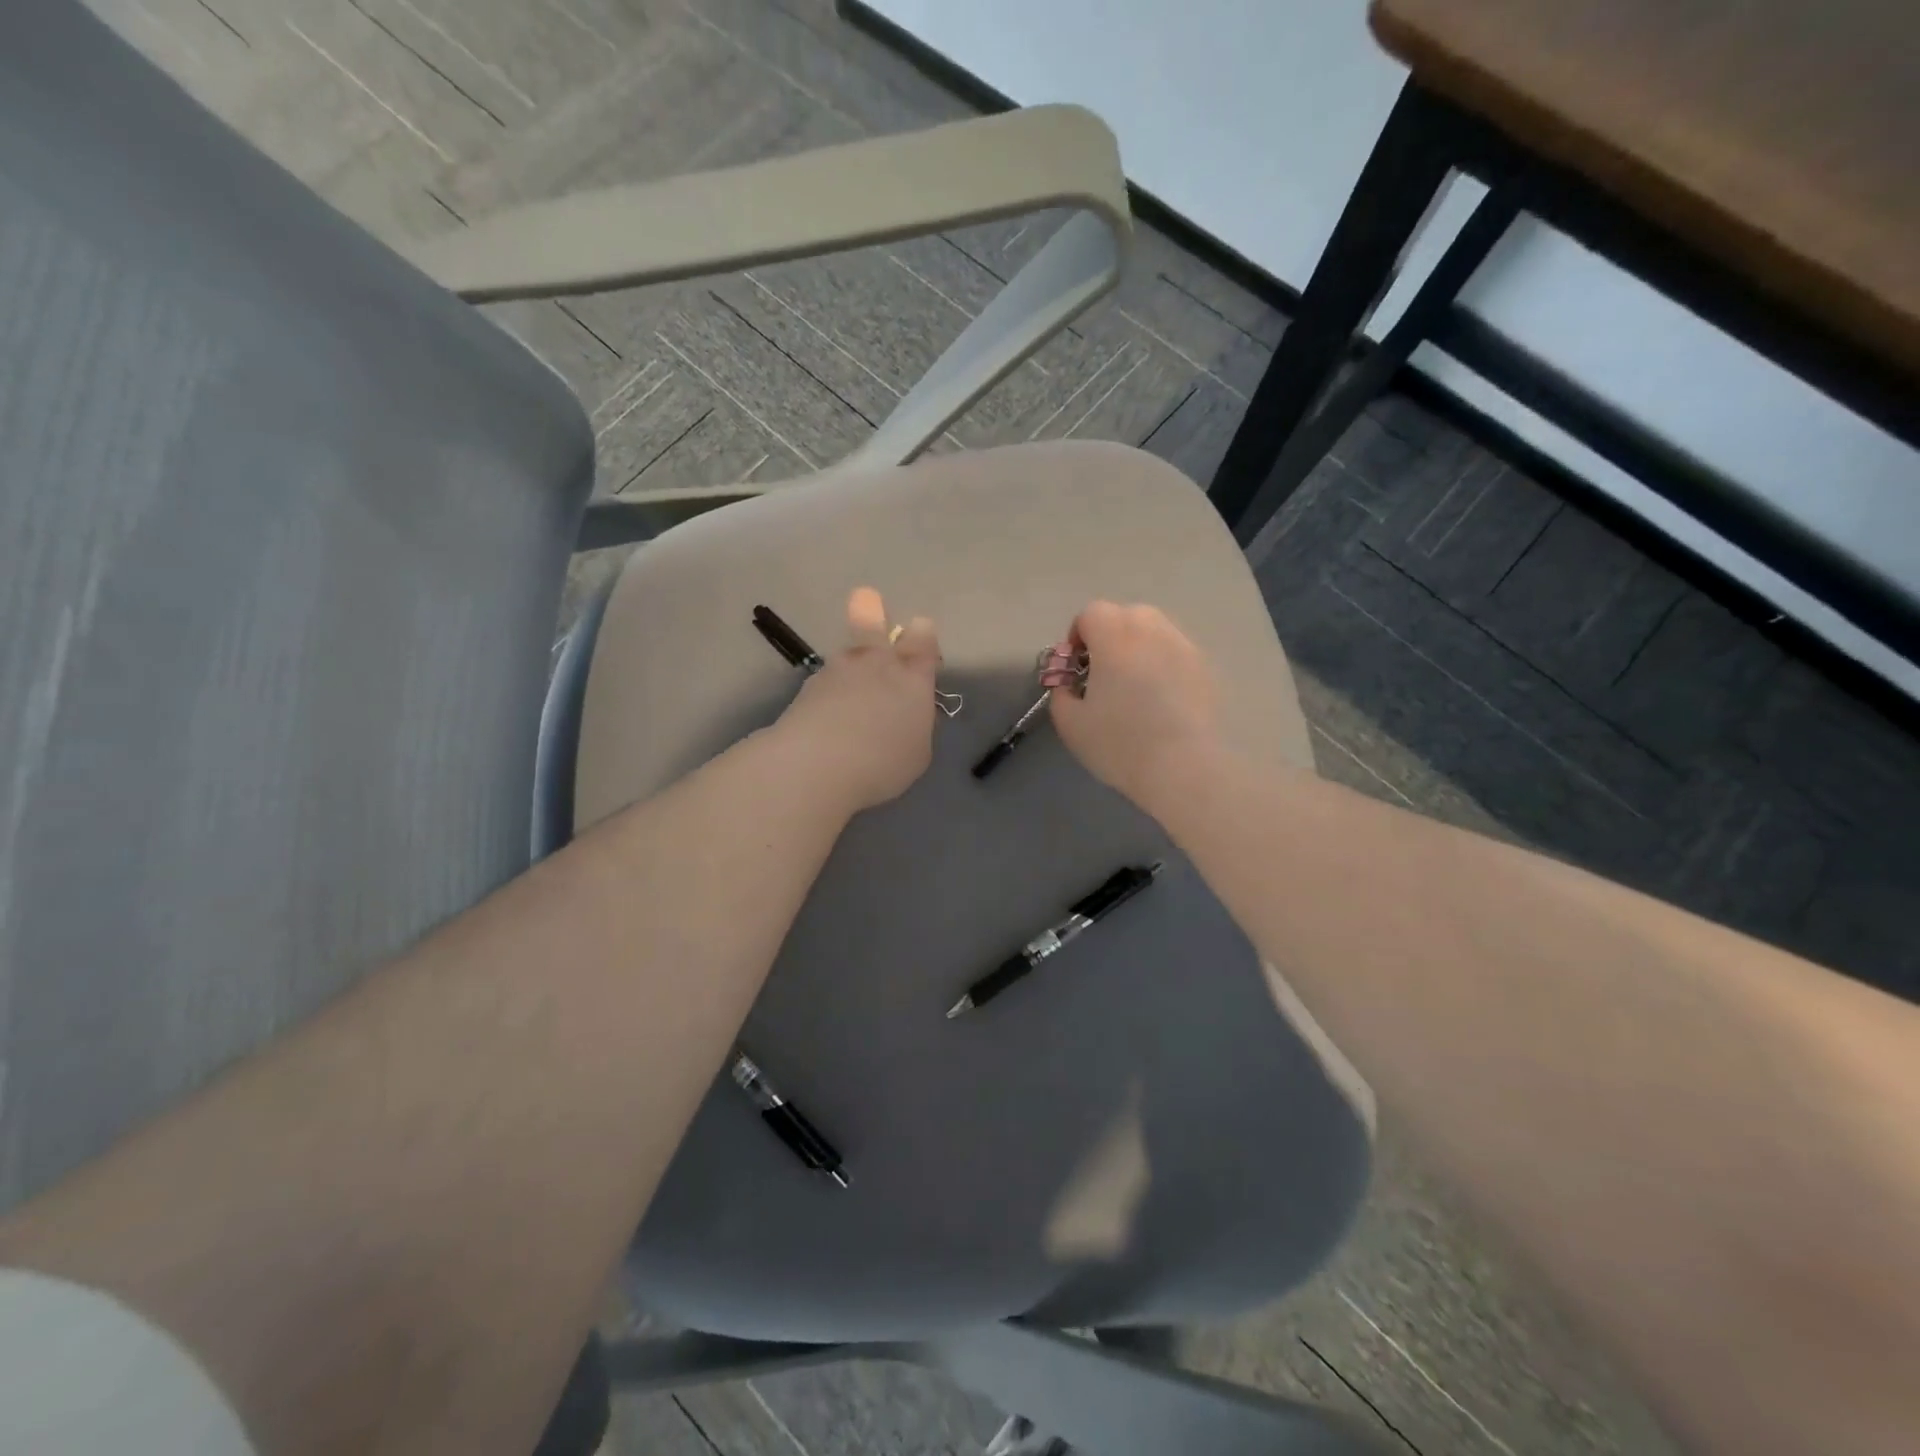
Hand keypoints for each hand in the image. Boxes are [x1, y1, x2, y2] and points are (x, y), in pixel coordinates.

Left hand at [774, 587, 940, 811]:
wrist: (817, 765)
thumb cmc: (883, 762)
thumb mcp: (917, 751)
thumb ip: (914, 724)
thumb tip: (905, 716)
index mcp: (912, 676)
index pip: (923, 638)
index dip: (922, 636)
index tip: (920, 645)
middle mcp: (874, 663)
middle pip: (870, 615)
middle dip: (870, 608)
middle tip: (867, 605)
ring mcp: (836, 671)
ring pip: (845, 654)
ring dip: (848, 667)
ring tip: (848, 699)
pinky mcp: (806, 689)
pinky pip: (824, 684)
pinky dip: (827, 697)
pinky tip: (827, 722)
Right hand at [1048, 601, 1220, 809]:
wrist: (1184, 768)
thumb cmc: (1120, 743)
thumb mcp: (1070, 724)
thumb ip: (1061, 693)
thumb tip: (1068, 682)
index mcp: (1114, 637)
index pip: (1091, 613)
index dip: (1078, 635)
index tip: (1075, 667)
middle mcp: (1151, 630)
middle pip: (1126, 614)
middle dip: (1109, 635)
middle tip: (1103, 673)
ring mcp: (1184, 646)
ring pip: (1155, 630)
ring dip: (1138, 646)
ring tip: (1134, 685)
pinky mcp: (1206, 668)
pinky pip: (1176, 652)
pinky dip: (1163, 663)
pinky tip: (1161, 699)